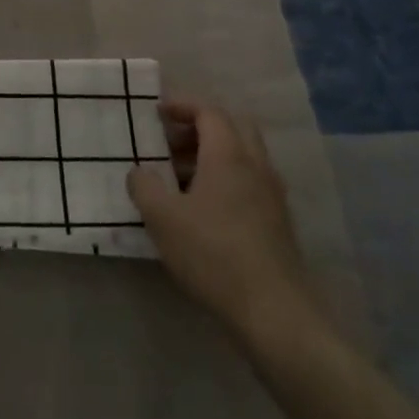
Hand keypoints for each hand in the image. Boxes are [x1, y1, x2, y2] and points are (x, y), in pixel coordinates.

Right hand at [127, 102, 319, 340]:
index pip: (209, 112)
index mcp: (228, 155)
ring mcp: (272, 194)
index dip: (182, 106)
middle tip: (170, 140)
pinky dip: (226, 177)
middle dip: (200, 126)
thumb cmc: (213, 254)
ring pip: (244, 155)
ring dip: (212, 153)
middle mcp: (256, 166)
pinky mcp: (278, 221)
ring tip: (179, 176)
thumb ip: (144, 186)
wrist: (274, 312)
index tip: (156, 112)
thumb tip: (140, 173)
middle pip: (233, 126)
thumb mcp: (162, 218)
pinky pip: (250, 180)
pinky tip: (203, 207)